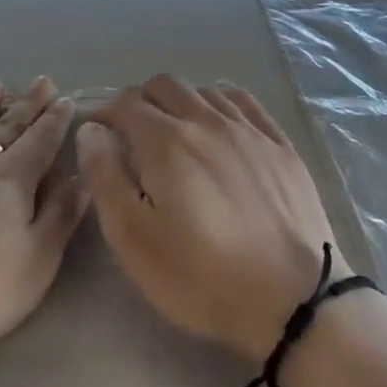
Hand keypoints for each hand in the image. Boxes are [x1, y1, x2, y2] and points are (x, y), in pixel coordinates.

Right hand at [79, 76, 341, 363]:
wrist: (295, 301)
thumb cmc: (202, 277)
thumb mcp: (133, 239)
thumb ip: (105, 178)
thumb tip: (91, 131)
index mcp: (166, 142)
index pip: (124, 104)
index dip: (103, 115)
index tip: (97, 138)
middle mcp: (207, 121)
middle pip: (162, 85)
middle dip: (138, 101)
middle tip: (131, 136)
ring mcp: (249, 130)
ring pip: (203, 90)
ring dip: (178, 101)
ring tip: (173, 133)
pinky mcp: (280, 145)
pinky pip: (243, 101)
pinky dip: (219, 101)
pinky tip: (217, 123)